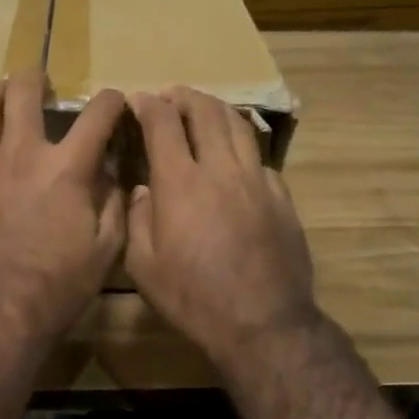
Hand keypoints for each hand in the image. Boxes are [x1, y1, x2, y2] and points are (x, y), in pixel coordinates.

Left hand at [0, 71, 126, 346]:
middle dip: (37, 77)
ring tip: (7, 93)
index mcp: (67, 168)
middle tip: (44, 83)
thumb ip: (114, 201)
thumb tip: (112, 170)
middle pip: (24, 92)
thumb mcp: (107, 248)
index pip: (97, 114)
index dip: (111, 101)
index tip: (115, 102)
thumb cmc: (59, 285)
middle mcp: (22, 153)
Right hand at [125, 87, 318, 368]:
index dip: (148, 104)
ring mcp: (256, 180)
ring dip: (216, 109)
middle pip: (205, 112)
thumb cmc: (193, 298)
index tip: (138, 98)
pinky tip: (235, 155)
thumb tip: (143, 191)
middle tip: (171, 95)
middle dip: (184, 96)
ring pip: (238, 126)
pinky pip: (258, 157)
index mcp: (180, 182)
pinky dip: (240, 144)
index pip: (163, 124)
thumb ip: (137, 219)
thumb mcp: (143, 266)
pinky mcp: (281, 197)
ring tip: (204, 108)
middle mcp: (220, 169)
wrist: (262, 323)